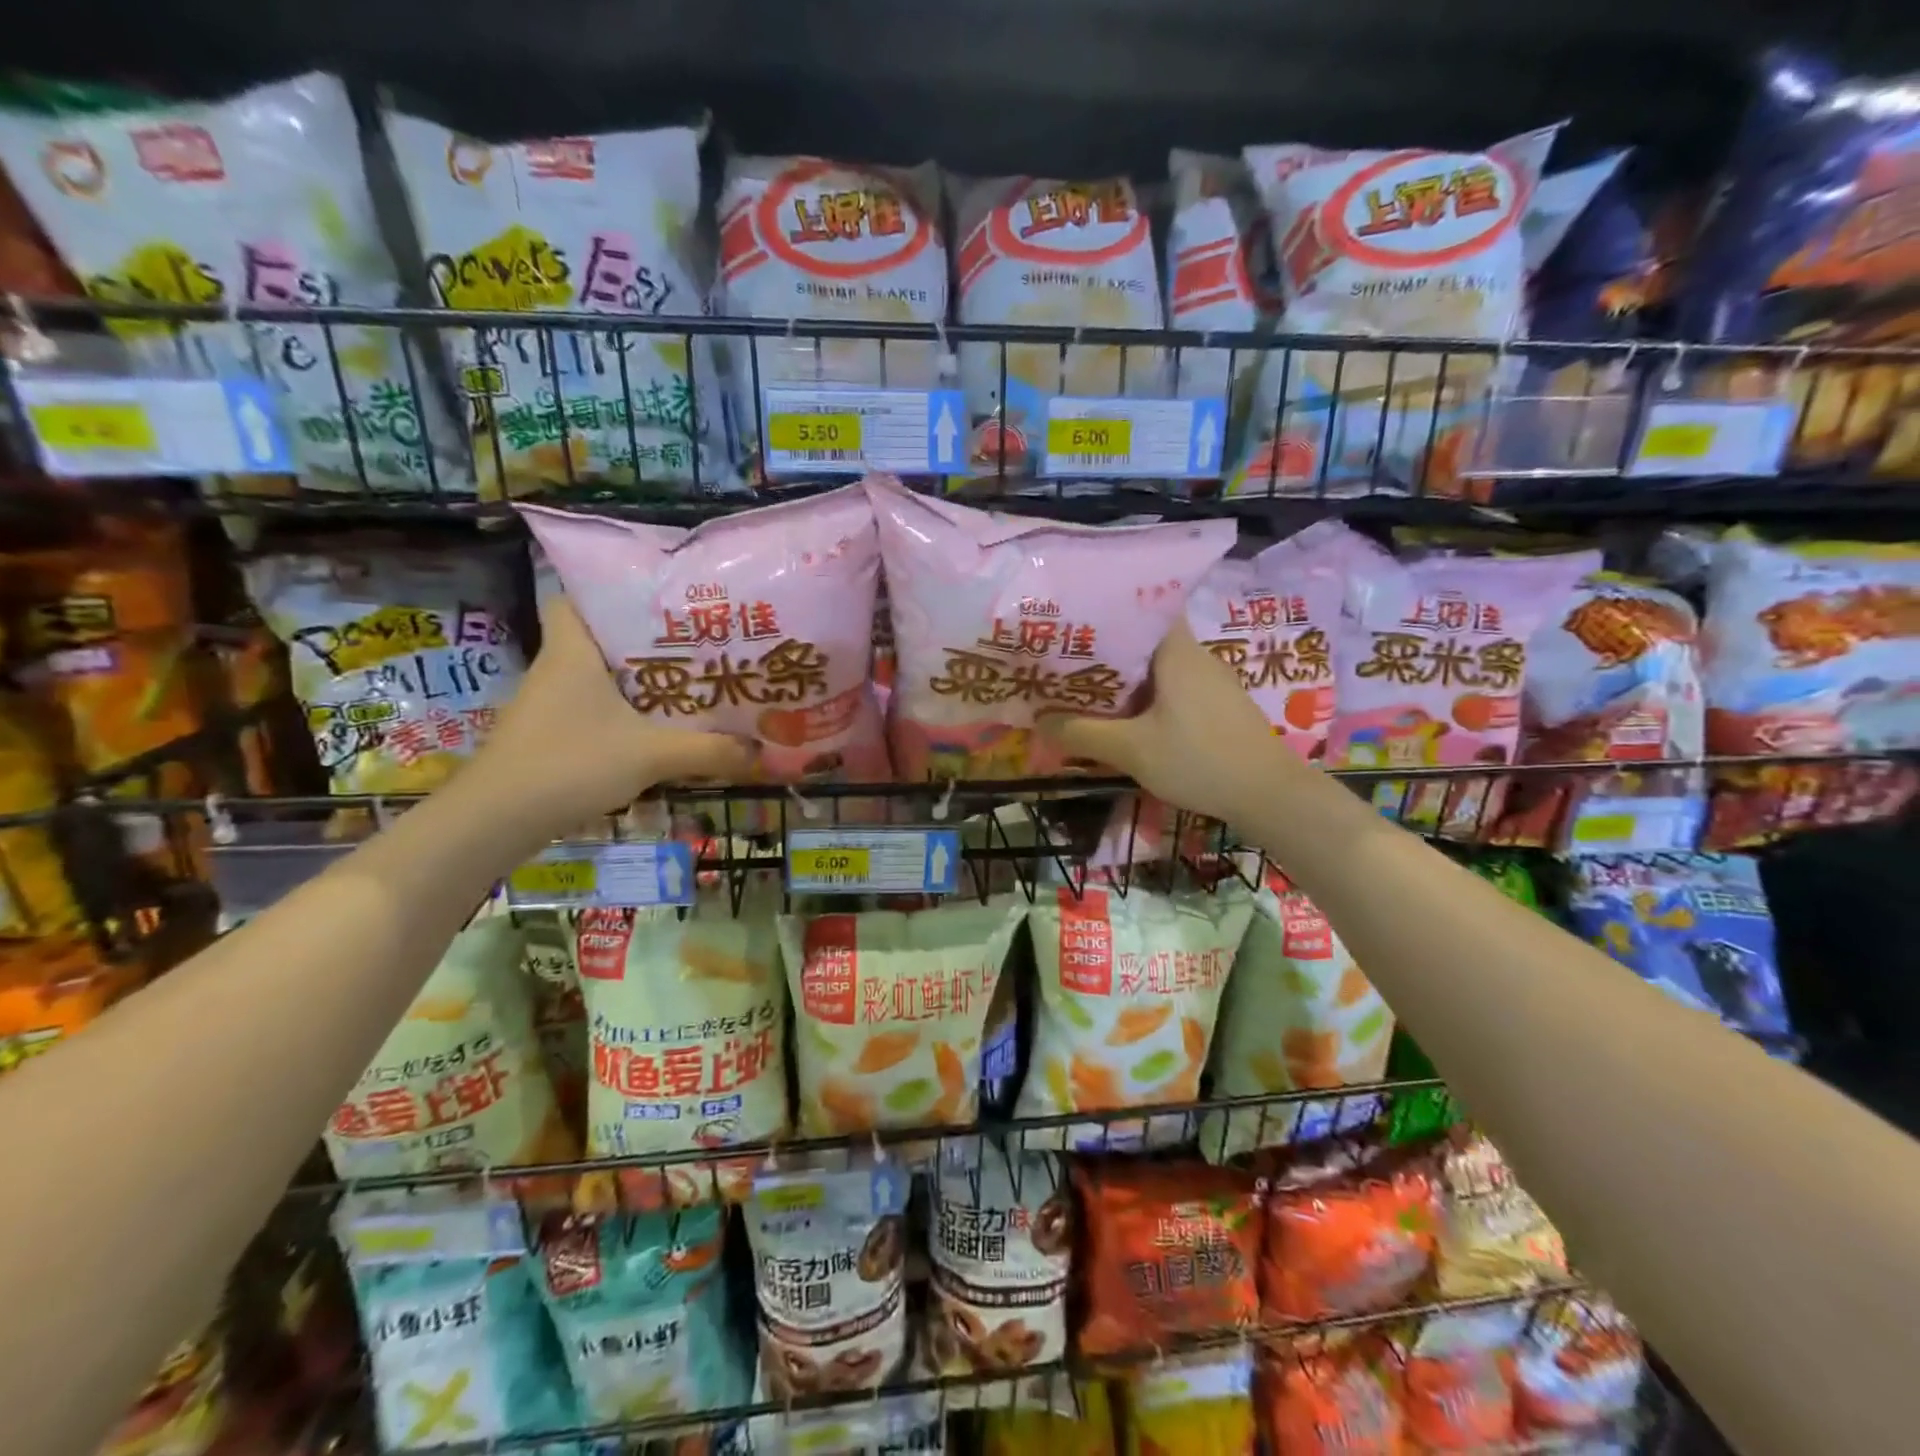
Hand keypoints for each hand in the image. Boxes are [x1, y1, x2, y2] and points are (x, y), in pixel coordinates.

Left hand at [462, 596, 751, 834]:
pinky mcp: (546, 738)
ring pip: (595, 679)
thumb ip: (707, 751)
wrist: (496, 821)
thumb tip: (759, 750)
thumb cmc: (570, 764)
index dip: (608, 594)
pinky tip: (653, 732)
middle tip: (692, 647)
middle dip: (642, 643)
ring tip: (685, 685)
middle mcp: (555, 670)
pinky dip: (619, 716)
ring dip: (634, 683)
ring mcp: (546, 706)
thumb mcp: (650, 755)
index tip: (656, 604)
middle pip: (597, 640)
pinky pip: (590, 712)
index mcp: (572, 652)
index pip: (573, 599)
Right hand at [1038, 619, 1303, 824]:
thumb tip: (1038, 722)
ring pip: (1157, 665)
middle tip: (1065, 657)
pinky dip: (1145, 694)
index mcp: (1176, 650)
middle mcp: (1195, 655)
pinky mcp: (1217, 705)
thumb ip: (1081, 734)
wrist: (1270, 795)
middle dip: (1105, 646)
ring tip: (1084, 685)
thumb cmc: (1199, 760)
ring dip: (1123, 674)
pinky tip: (1124, 715)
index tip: (1072, 617)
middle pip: (1144, 637)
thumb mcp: (1131, 750)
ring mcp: (1210, 681)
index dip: (1107, 606)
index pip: (1143, 604)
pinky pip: (1171, 686)